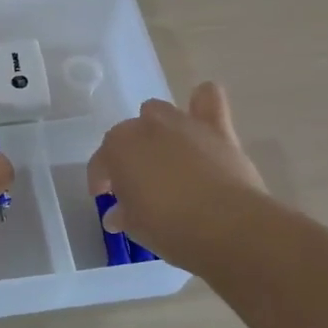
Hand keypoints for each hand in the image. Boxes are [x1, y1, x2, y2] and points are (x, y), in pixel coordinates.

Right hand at [88, 82, 266, 267]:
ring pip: (158, 112)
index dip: (101, 180)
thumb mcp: (135, 228)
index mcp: (118, 148)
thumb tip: (117, 215)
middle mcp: (145, 127)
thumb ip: (123, 214)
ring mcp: (181, 123)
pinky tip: (200, 114)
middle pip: (128, 135)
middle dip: (129, 156)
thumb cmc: (170, 228)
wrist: (227, 227)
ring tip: (165, 156)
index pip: (100, 162)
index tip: (105, 197)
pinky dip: (201, 103)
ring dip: (156, 129)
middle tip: (137, 184)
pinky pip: (208, 98)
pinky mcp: (216, 128)